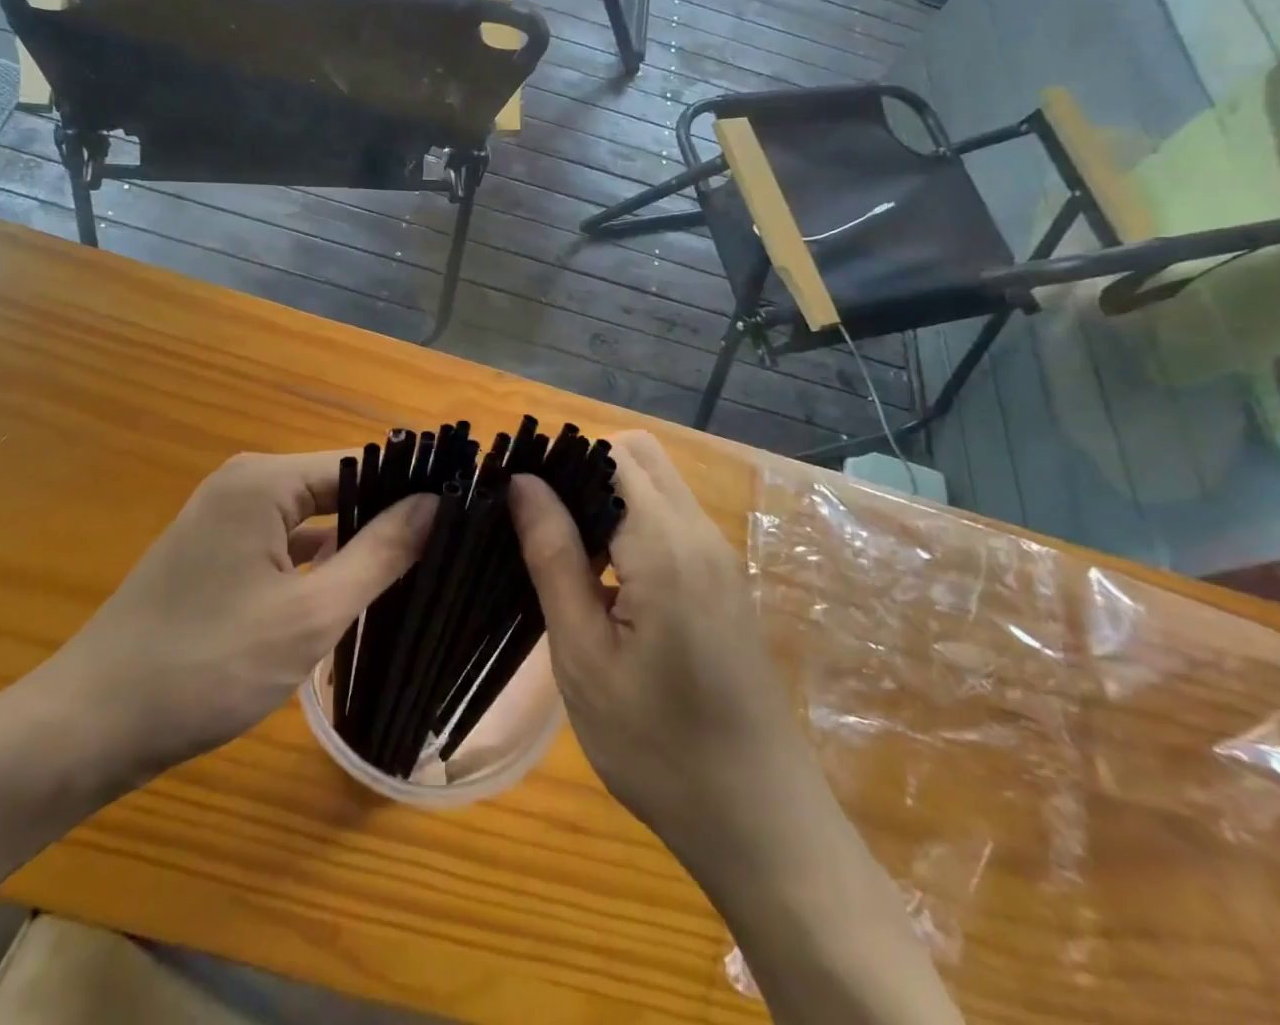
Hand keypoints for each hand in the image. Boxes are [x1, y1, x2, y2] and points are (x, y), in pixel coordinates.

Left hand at [33, 452, 434, 792]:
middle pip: (337, 488)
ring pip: (312, 520)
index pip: (361, 464)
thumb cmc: (206, 666)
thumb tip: (435, 505)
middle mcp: (245, 484)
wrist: (90, 725)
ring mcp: (226, 518)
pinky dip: (319, 564)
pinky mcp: (217, 551)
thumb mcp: (309, 616)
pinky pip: (285, 543)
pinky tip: (357, 591)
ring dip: (354, 545)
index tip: (462, 518)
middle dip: (387, 519)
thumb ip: (379, 554)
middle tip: (448, 552)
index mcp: (265, 481)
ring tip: (419, 570)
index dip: (411, 489)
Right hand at [508, 431, 791, 859]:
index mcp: (666, 546)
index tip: (516, 495)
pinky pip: (671, 520)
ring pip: (656, 485)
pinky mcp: (724, 582)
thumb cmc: (659, 747)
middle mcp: (701, 534)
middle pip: (638, 455)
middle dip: (584, 469)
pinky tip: (602, 580)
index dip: (560, 461)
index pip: (610, 454)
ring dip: (607, 497)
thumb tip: (523, 483)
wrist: (763, 824)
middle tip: (539, 522)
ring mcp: (720, 557)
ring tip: (561, 550)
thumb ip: (553, 557)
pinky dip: (631, 524)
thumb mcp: (585, 656)